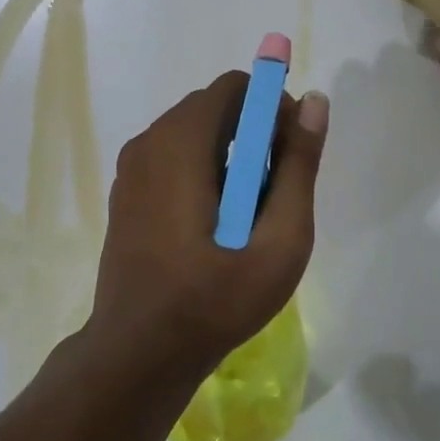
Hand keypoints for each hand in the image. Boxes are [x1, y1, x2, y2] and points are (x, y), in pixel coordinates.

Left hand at [89, 72, 328, 383]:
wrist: (140, 353)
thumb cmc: (215, 299)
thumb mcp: (279, 239)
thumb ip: (298, 166)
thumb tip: (313, 102)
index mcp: (180, 143)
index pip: (234, 87)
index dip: (272, 105)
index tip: (291, 151)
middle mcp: (148, 143)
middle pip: (213, 107)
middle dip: (254, 132)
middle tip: (277, 188)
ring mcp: (131, 169)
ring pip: (193, 134)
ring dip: (231, 154)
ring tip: (250, 213)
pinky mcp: (126, 194)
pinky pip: (173, 158)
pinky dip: (204, 171)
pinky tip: (217, 224)